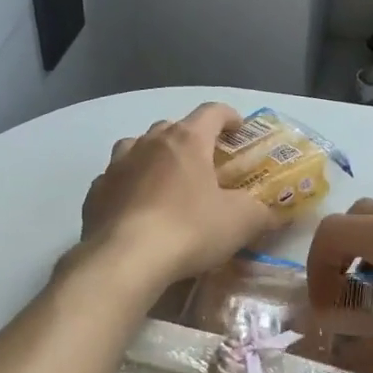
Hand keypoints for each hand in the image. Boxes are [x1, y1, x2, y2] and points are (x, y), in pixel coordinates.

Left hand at [79, 103, 274, 286]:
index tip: (239, 130)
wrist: (124, 260)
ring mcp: (117, 164)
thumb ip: (262, 213)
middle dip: (191, 139)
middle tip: (205, 163)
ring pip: (138, 146)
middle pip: (173, 127)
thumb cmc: (189, 230)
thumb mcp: (240, 223)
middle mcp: (149, 142)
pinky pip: (116, 178)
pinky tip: (136, 207)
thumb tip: (277, 213)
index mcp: (186, 140)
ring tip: (165, 179)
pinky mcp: (96, 191)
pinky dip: (129, 184)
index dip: (229, 117)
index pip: (212, 112)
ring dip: (154, 155)